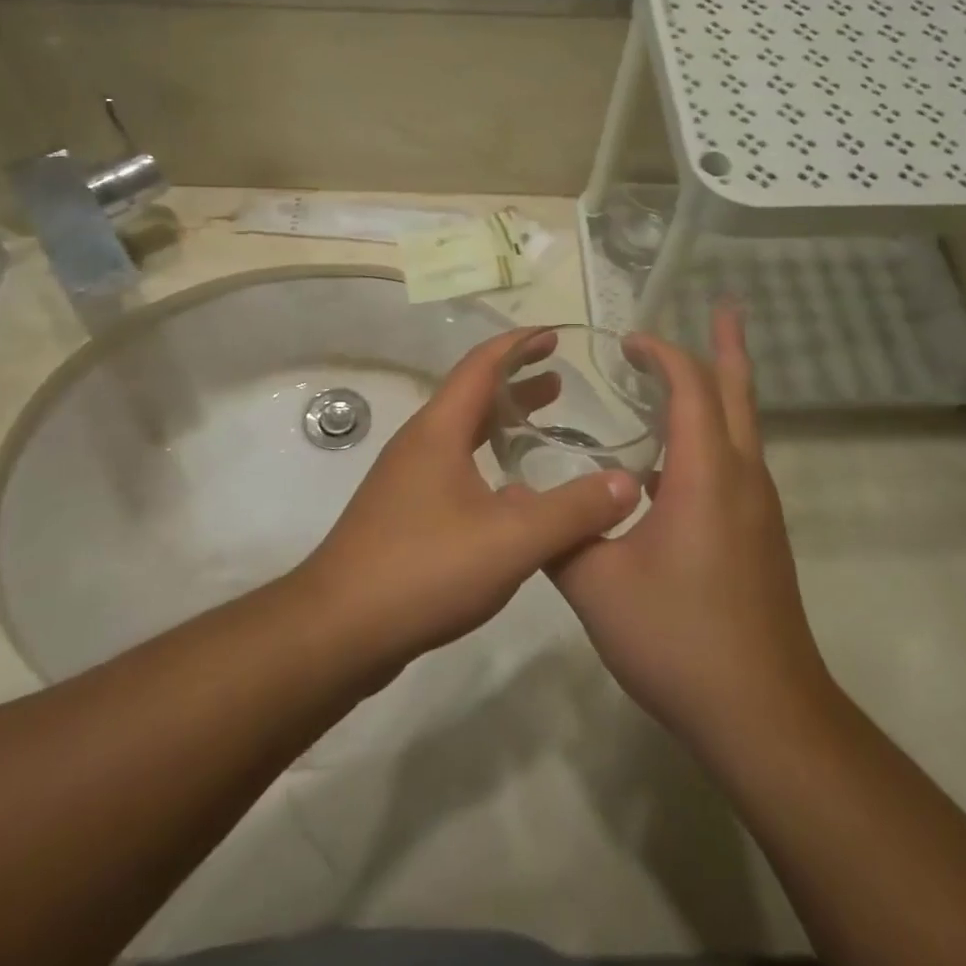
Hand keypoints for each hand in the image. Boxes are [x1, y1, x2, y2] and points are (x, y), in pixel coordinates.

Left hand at [299, 328, 640, 676]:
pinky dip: (488, 462)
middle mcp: (419, 444)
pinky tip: (513, 495)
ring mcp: (406, 480)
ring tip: (544, 426)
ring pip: (462, 436)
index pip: (481, 365)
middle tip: (561, 381)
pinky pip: (454, 469)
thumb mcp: (511, 539)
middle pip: (471, 396)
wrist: (338, 631)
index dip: (519, 344)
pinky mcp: (403, 515)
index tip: (555, 335)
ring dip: (502, 424)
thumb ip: (573, 510)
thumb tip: (628, 483)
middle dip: (516, 383)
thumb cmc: (423, 569)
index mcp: (438, 430)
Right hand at [552, 306, 830, 747]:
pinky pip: (737, 461)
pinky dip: (712, 433)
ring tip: (686, 372)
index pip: (690, 387)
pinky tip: (673, 461)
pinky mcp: (760, 537)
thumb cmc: (679, 639)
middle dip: (728, 344)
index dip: (661, 353)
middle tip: (724, 304)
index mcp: (706, 475)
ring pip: (743, 426)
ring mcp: (759, 509)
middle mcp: (743, 478)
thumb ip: (557, 532)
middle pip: (738, 392)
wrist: (763, 715)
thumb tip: (521, 501)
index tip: (627, 340)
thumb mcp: (596, 584)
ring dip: (719, 388)